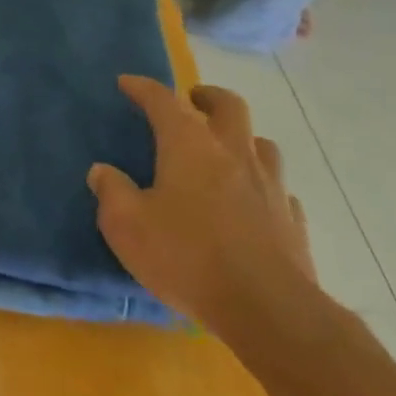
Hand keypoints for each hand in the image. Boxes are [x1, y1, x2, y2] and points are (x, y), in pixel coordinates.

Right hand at [88, 76, 316, 337]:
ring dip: (242, 139)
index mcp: (189, 145)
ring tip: (224, 151)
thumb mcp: (126, 225)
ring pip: (262, 144)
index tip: (126, 83)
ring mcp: (270, 187)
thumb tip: (102, 171)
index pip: (162, 100)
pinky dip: (262, 185)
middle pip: (229, 106)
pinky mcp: (293, 223)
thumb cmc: (187, 257)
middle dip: (208, 97)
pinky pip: (279, 189)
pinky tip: (252, 202)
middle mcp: (233, 154)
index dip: (143, 87)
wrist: (271, 313)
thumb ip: (111, 192)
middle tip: (192, 101)